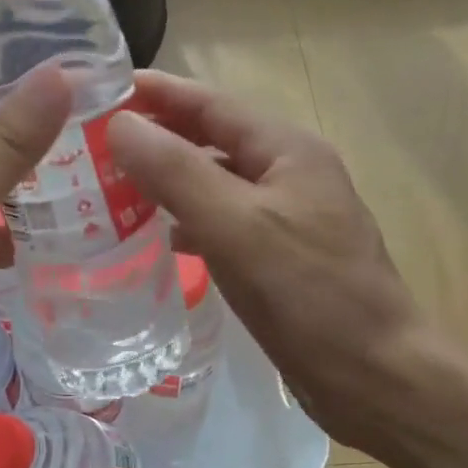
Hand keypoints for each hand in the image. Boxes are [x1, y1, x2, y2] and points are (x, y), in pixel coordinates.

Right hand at [106, 72, 428, 452]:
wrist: (375, 377)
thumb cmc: (310, 296)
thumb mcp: (237, 227)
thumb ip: (177, 172)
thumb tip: (120, 124)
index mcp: (287, 150)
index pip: (210, 103)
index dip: (156, 93)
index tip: (98, 90)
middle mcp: (289, 174)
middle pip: (212, 140)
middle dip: (156, 136)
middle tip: (92, 143)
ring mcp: (287, 218)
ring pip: (215, 184)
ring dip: (167, 181)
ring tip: (111, 187)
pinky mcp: (280, 258)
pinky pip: (223, 224)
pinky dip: (187, 222)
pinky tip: (158, 238)